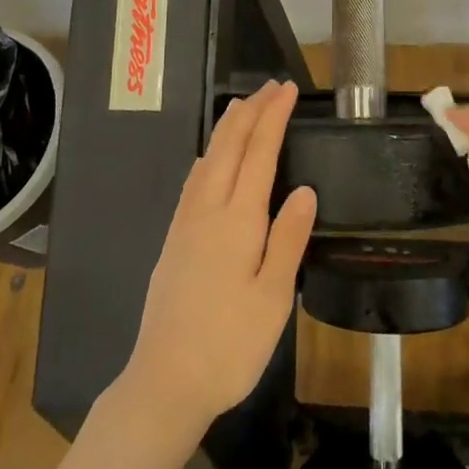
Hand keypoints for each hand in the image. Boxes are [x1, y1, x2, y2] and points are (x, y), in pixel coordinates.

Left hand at [117, 81, 317, 432]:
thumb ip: (288, 238)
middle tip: (270, 86)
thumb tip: (304, 188)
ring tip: (241, 107)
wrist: (165, 381)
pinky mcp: (174, 240)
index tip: (288, 90)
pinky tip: (209, 159)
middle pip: (229, 147)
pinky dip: (208, 155)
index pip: (259, 153)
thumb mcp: (273, 297)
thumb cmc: (229, 345)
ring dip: (227, 128)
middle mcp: (208, 210)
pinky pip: (194, 180)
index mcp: (238, 220)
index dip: (273, 118)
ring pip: (208, 159)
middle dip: (251, 112)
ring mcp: (186, 224)